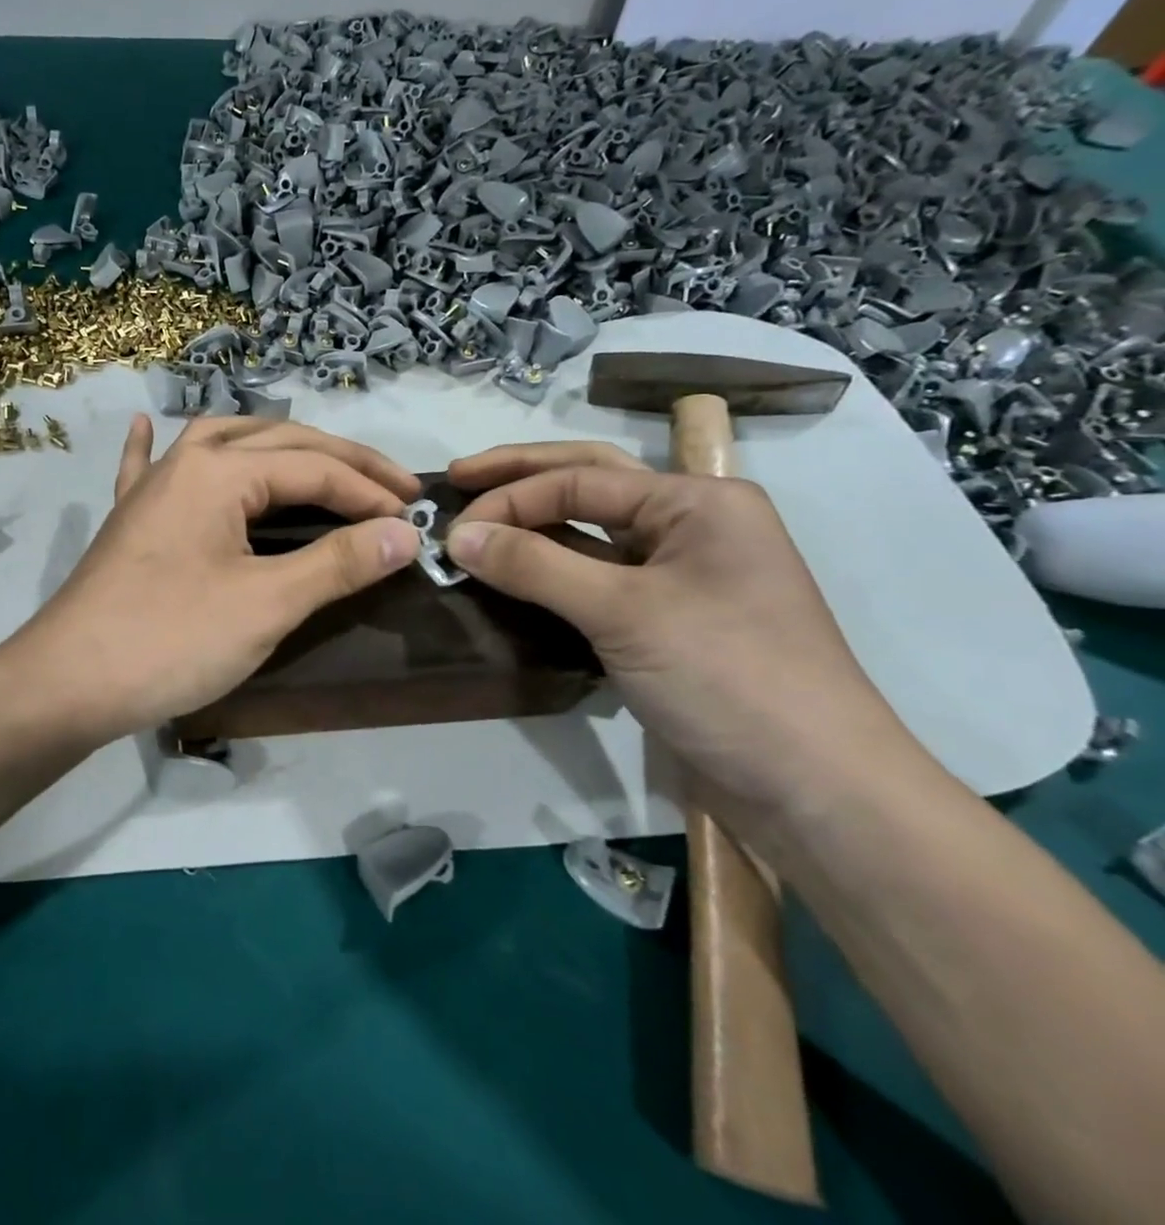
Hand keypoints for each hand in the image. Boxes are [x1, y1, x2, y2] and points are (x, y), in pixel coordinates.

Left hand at [0, 415, 421, 741]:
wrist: (68, 682)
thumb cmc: (171, 641)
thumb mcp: (267, 604)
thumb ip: (338, 563)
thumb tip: (405, 533)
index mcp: (220, 471)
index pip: (314, 469)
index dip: (369, 493)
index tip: (414, 521)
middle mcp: (184, 462)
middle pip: (276, 443)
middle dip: (340, 461)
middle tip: (393, 485)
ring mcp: (149, 488)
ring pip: (218, 442)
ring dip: (271, 444)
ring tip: (312, 457)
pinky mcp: (127, 520)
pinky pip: (143, 467)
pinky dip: (152, 445)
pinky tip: (148, 425)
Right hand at [443, 443, 923, 821]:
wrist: (814, 790)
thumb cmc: (727, 677)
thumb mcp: (623, 613)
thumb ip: (535, 565)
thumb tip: (455, 535)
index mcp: (697, 501)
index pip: (581, 479)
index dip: (511, 498)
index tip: (452, 530)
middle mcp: (690, 524)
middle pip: (588, 483)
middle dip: (520, 479)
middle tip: (457, 478)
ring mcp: (678, 573)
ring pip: (590, 531)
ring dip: (532, 525)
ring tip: (475, 521)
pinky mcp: (664, 618)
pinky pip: (595, 576)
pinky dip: (550, 569)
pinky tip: (512, 571)